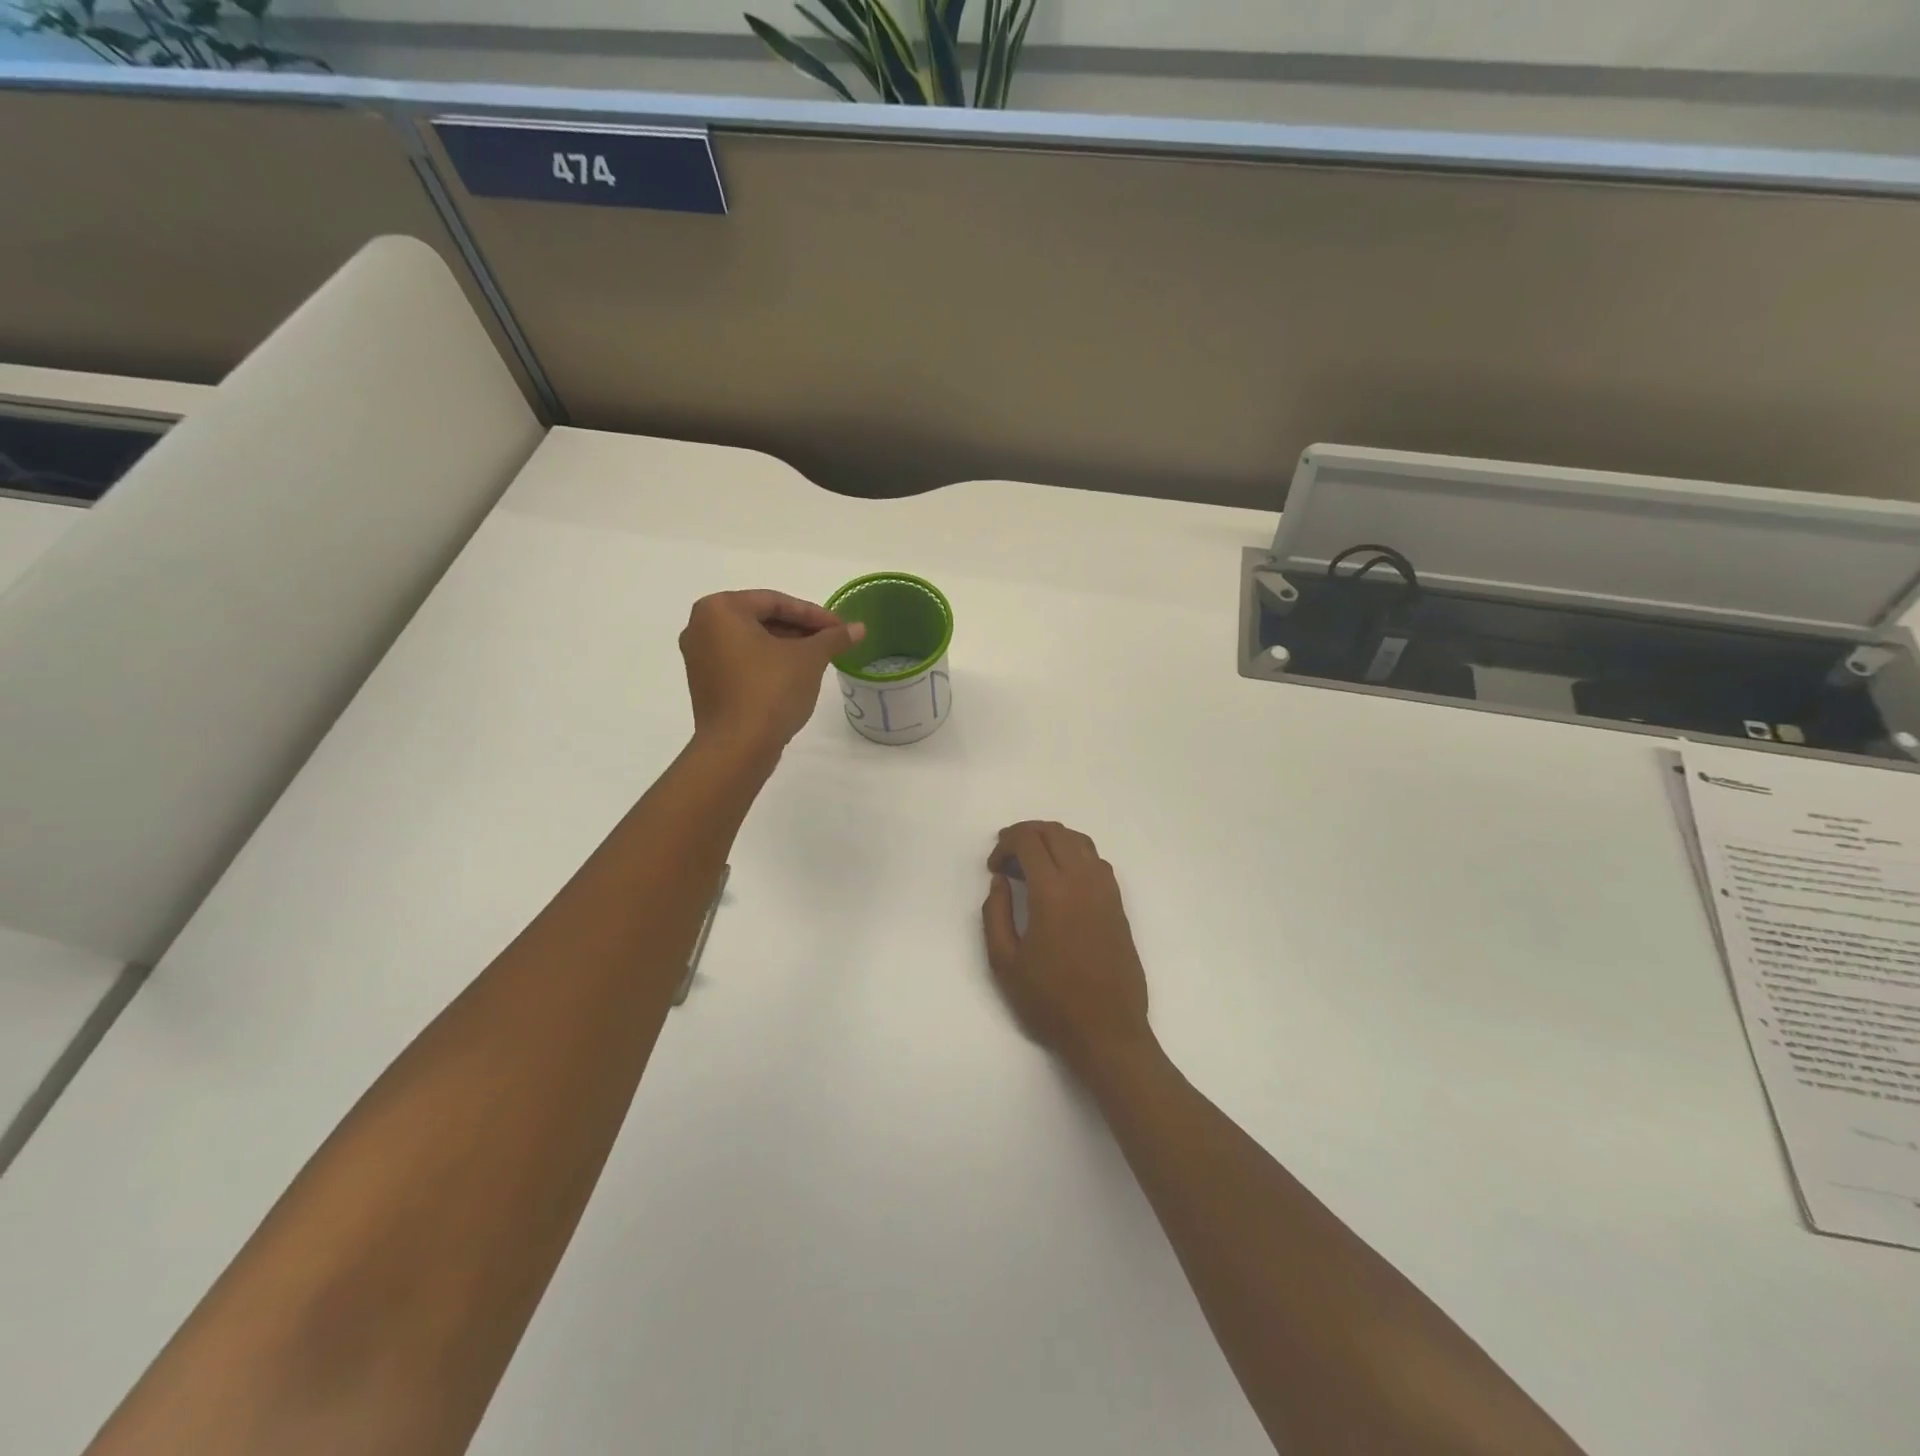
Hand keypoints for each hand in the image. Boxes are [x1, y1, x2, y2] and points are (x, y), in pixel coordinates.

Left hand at [679, 591, 863, 754]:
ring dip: (785, 646)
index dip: (814, 614)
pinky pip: (740, 662)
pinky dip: (767, 663)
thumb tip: (859, 628)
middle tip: (831, 642)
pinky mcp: (704, 684)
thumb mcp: (809, 659)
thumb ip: (833, 637)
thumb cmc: (770, 690)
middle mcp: (700, 627)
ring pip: (751, 642)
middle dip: (799, 630)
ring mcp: (698, 658)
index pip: (775, 602)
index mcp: (719, 609)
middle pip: (761, 619)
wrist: (737, 748)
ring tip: (818, 659)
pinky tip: (794, 675)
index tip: (840, 628)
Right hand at [981, 821, 1154, 1072]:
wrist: (1106, 1031)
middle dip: (1026, 834)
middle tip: (1006, 857)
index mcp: (1052, 892)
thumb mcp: (1004, 962)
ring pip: (1079, 841)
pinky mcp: (1118, 904)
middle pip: (1055, 832)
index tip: (993, 867)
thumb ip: (995, 913)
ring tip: (1032, 862)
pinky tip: (1061, 878)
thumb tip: (1001, 880)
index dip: (1005, 844)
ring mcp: (1106, 891)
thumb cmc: (1050, 1001)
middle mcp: (1083, 881)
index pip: (1029, 841)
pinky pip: (1096, 861)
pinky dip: (1075, 854)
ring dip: (1052, 840)